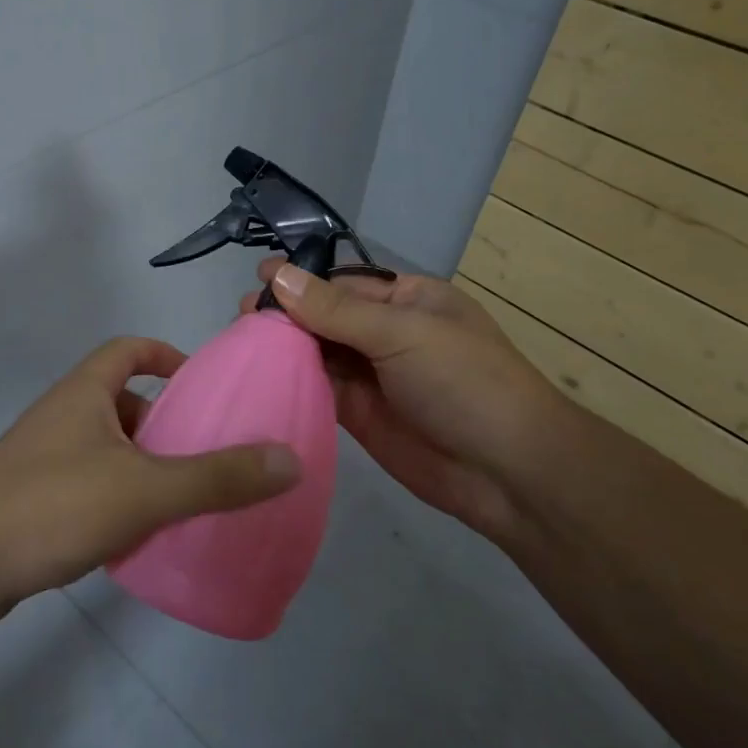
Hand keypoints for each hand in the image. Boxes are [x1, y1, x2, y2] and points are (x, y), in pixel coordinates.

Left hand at [0, 338, 299, 613]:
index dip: (166, 355)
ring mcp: (42, 458)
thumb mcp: (146, 489)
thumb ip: (218, 477)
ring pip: (106, 447)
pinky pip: (88, 484)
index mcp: (85, 391)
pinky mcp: (31, 499)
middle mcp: (62, 414)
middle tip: (205, 451)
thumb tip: (290, 459)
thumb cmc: (52, 506)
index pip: (128, 348)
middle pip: (121, 400)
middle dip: (163, 421)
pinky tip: (138, 534)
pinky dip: (117, 497)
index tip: (201, 384)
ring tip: (182, 497)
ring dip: (142, 464)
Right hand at [241, 260, 565, 540]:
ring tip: (240, 341)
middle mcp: (387, 333)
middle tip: (241, 315)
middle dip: (288, 313)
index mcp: (408, 300)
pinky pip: (320, 389)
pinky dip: (292, 382)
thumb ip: (336, 309)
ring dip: (284, 347)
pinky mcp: (360, 414)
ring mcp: (373, 375)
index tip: (259, 276)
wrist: (507, 471)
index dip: (303, 278)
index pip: (344, 282)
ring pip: (319, 352)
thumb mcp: (402, 333)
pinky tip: (258, 375)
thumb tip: (279, 276)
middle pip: (327, 315)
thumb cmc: (463, 381)